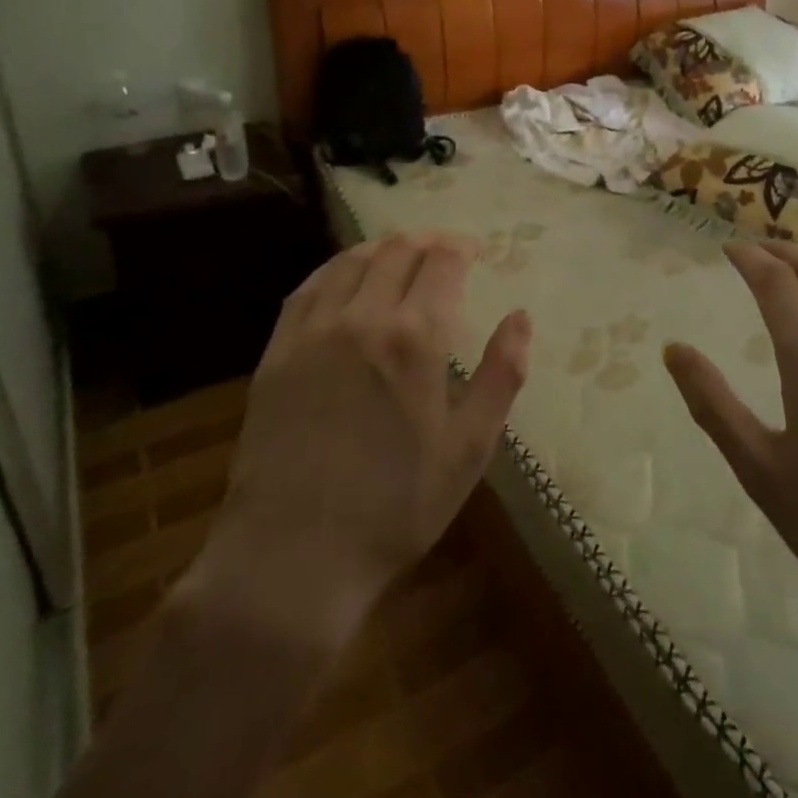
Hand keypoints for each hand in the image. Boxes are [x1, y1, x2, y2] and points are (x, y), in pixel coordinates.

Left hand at [187, 233, 531, 642]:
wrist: (292, 556)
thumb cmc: (395, 507)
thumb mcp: (469, 448)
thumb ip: (501, 375)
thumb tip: (521, 317)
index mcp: (414, 337)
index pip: (442, 262)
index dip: (463, 248)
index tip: (476, 252)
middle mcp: (362, 317)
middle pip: (397, 250)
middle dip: (427, 241)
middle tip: (446, 250)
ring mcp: (312, 331)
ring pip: (351, 261)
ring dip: (383, 247)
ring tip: (401, 254)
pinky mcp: (277, 351)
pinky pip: (308, 288)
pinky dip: (335, 268)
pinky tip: (345, 276)